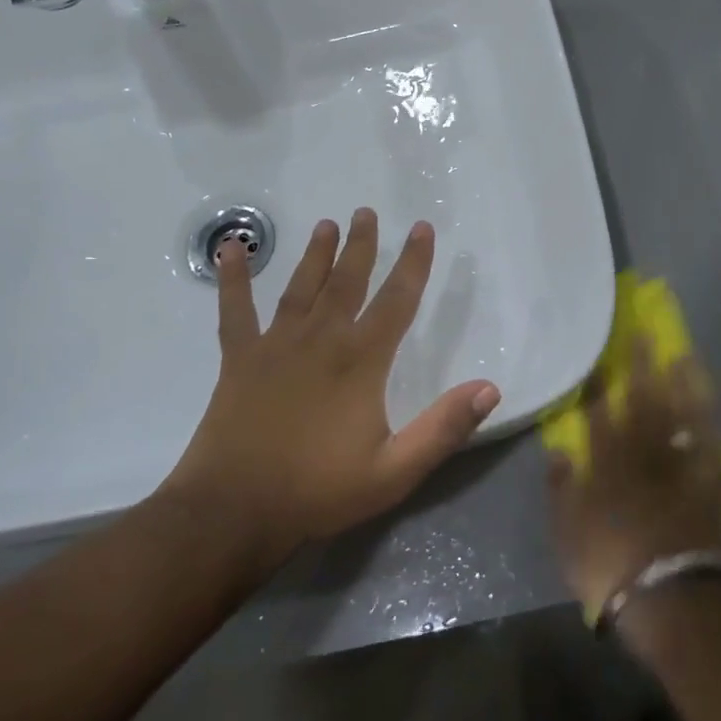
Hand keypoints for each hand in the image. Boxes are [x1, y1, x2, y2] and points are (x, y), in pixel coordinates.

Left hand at [167, 209, 500, 567]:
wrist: (236, 509)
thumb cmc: (319, 490)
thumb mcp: (395, 471)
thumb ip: (443, 428)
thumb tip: (490, 388)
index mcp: (360, 361)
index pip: (396, 301)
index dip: (413, 263)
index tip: (422, 229)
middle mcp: (320, 339)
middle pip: (347, 281)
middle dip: (361, 245)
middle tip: (366, 211)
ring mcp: (275, 344)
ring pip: (301, 287)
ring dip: (316, 254)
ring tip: (327, 224)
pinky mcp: (239, 358)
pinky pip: (235, 309)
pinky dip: (233, 278)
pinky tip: (230, 249)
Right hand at [547, 347, 720, 619]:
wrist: (669, 600)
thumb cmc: (608, 566)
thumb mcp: (566, 532)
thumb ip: (559, 488)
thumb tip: (558, 451)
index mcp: (604, 463)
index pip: (598, 412)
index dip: (599, 383)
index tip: (599, 357)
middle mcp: (641, 454)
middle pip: (641, 400)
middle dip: (640, 365)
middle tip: (643, 332)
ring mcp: (678, 465)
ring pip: (679, 413)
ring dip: (680, 381)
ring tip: (681, 352)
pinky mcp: (707, 481)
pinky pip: (710, 442)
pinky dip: (711, 418)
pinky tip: (711, 400)